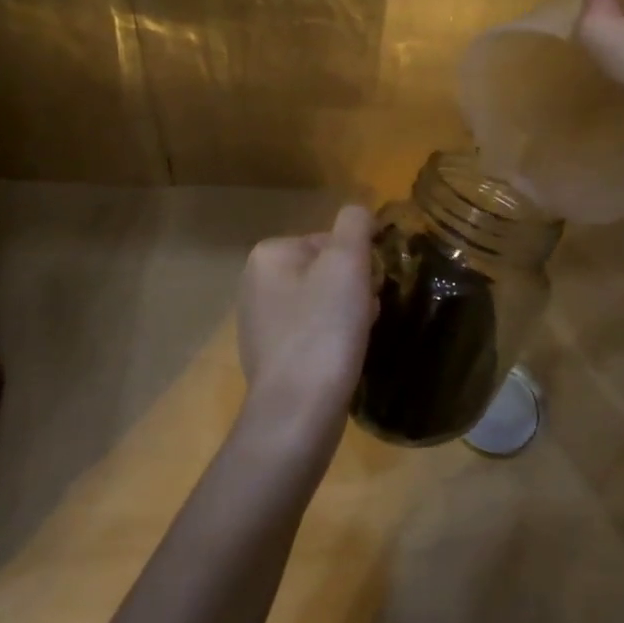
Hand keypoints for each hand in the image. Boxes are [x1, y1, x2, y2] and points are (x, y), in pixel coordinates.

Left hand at [235, 204, 377, 461]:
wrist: (298, 411)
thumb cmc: (324, 329)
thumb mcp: (346, 263)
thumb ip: (355, 224)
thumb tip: (359, 212)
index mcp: (267, 255)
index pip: (329, 240)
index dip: (357, 262)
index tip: (368, 287)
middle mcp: (255, 284)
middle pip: (325, 271)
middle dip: (352, 288)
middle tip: (365, 313)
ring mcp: (259, 323)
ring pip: (321, 302)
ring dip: (347, 313)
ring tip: (357, 337)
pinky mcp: (271, 356)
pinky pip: (312, 332)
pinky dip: (332, 339)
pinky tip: (342, 357)